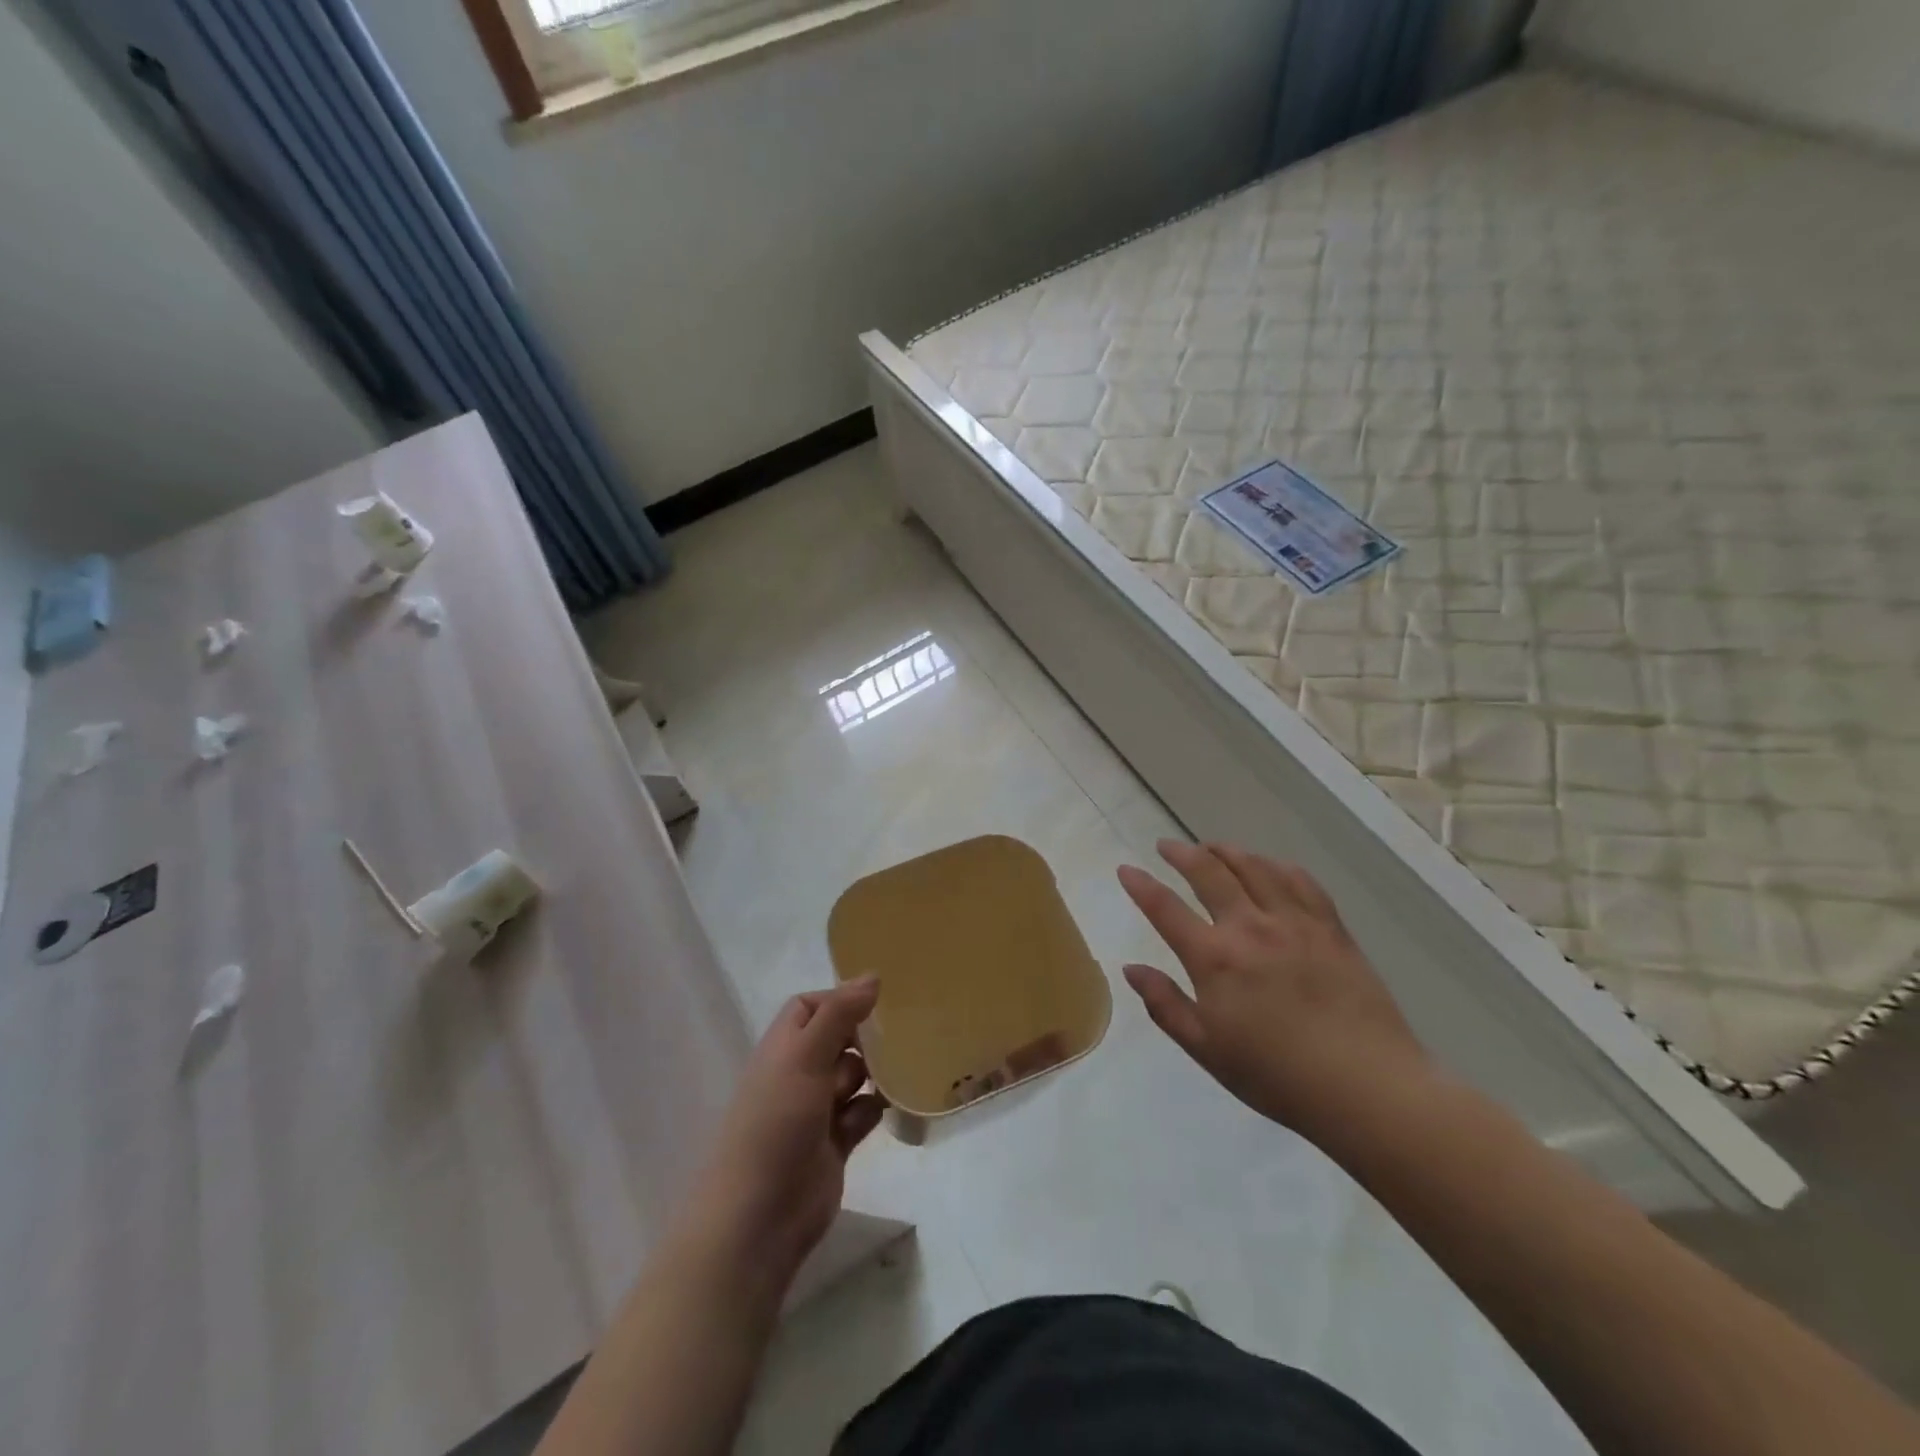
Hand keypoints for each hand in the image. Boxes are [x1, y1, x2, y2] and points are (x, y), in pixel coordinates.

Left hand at [683, 979, 887, 1286]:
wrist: (759, 1218)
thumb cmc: (776, 1124)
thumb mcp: (805, 1057)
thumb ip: (839, 1014)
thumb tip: (872, 975)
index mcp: (783, 1047)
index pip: (810, 1007)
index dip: (839, 1000)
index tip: (875, 1004)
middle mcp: (798, 1073)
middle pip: (838, 1039)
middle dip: (865, 1038)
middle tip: (897, 1038)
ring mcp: (816, 1110)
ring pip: (855, 1075)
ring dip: (875, 1073)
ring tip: (900, 1072)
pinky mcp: (834, 1144)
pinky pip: (862, 1113)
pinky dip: (876, 1108)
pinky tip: (891, 1108)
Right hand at [1117, 840, 1430, 1137]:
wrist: (1366, 1086)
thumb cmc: (1277, 1075)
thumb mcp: (1206, 1049)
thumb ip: (1165, 1004)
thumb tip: (1131, 969)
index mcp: (1214, 958)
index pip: (1165, 908)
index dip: (1141, 885)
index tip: (1126, 869)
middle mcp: (1250, 927)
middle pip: (1209, 872)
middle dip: (1181, 853)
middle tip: (1167, 846)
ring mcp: (1294, 922)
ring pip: (1253, 867)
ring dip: (1226, 851)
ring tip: (1211, 848)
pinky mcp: (1330, 928)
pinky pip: (1300, 880)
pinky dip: (1276, 865)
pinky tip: (1269, 866)